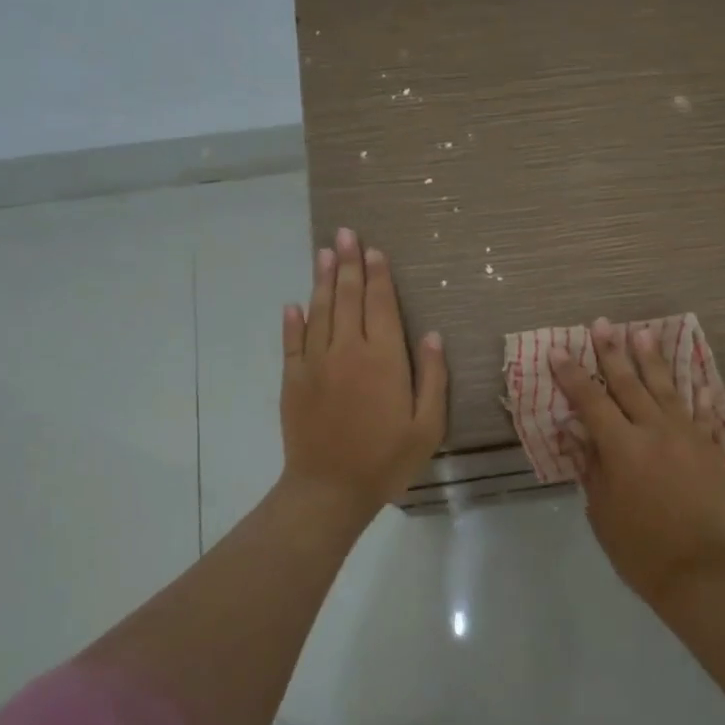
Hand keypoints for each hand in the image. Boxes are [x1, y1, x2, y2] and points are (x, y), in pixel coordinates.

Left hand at [280, 227, 447, 524]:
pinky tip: (294, 304)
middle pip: (348, 298)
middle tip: (345, 234)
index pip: (380, 305)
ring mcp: (316, 363)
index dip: (379, 276)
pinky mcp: (293, 380)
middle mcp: (348, 351)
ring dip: (323, 280)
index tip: (375, 251)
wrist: (329, 489)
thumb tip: (431, 335)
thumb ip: (432, 377)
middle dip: (349, 264)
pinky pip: (292, 342)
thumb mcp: (427, 425)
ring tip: (324, 253)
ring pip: (319, 311)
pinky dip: (293, 321)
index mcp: (384, 359)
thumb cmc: (387, 459)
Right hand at [550, 318, 724, 608]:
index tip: (558, 351)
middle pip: (629, 383)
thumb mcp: (601, 510)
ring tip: (641, 332)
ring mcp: (687, 435)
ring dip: (651, 359)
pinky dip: (697, 393)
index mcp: (622, 446)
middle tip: (602, 324)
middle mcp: (654, 430)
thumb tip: (573, 432)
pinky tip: (695, 376)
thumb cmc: (640, 548)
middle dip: (612, 352)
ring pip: (666, 387)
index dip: (572, 375)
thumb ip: (590, 466)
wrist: (702, 571)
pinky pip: (702, 411)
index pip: (590, 401)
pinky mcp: (710, 447)